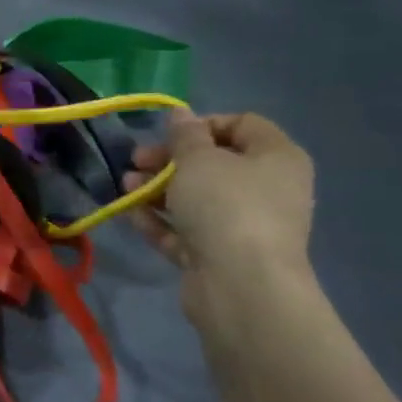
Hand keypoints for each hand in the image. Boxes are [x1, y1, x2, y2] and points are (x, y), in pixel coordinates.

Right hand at [123, 112, 315, 326]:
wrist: (241, 287)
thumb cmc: (226, 205)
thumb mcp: (198, 158)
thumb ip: (185, 135)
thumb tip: (182, 115)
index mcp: (277, 157)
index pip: (242, 124)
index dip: (202, 124)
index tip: (168, 134)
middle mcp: (267, 190)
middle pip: (213, 164)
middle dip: (169, 160)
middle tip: (136, 161)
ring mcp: (245, 227)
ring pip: (197, 199)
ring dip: (158, 190)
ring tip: (125, 188)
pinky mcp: (222, 258)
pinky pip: (188, 232)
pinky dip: (161, 222)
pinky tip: (132, 215)